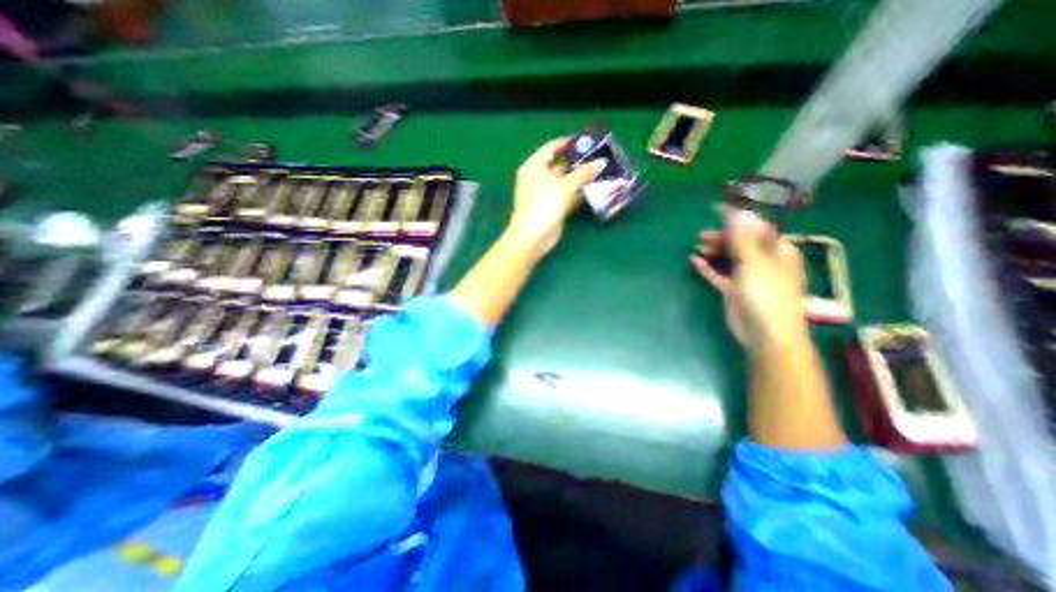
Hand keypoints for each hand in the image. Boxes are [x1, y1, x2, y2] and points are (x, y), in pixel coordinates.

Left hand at [507, 140, 606, 257]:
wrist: (533, 238)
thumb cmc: (543, 206)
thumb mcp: (563, 186)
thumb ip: (582, 173)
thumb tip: (600, 162)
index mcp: (534, 167)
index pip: (551, 148)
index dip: (568, 143)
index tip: (586, 140)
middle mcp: (538, 178)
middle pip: (559, 164)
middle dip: (577, 161)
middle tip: (598, 155)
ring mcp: (546, 194)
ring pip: (565, 181)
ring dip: (580, 177)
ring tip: (600, 169)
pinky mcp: (553, 207)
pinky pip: (567, 195)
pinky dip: (578, 192)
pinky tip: (594, 188)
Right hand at [696, 209, 809, 347]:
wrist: (765, 334)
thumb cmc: (766, 295)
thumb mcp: (755, 263)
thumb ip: (743, 238)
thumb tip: (738, 212)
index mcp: (778, 252)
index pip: (758, 229)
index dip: (739, 220)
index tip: (718, 212)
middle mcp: (764, 261)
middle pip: (742, 243)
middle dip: (723, 236)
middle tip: (702, 235)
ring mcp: (748, 277)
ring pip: (729, 258)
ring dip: (714, 251)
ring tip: (697, 246)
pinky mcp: (734, 290)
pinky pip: (719, 274)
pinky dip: (708, 268)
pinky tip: (694, 261)